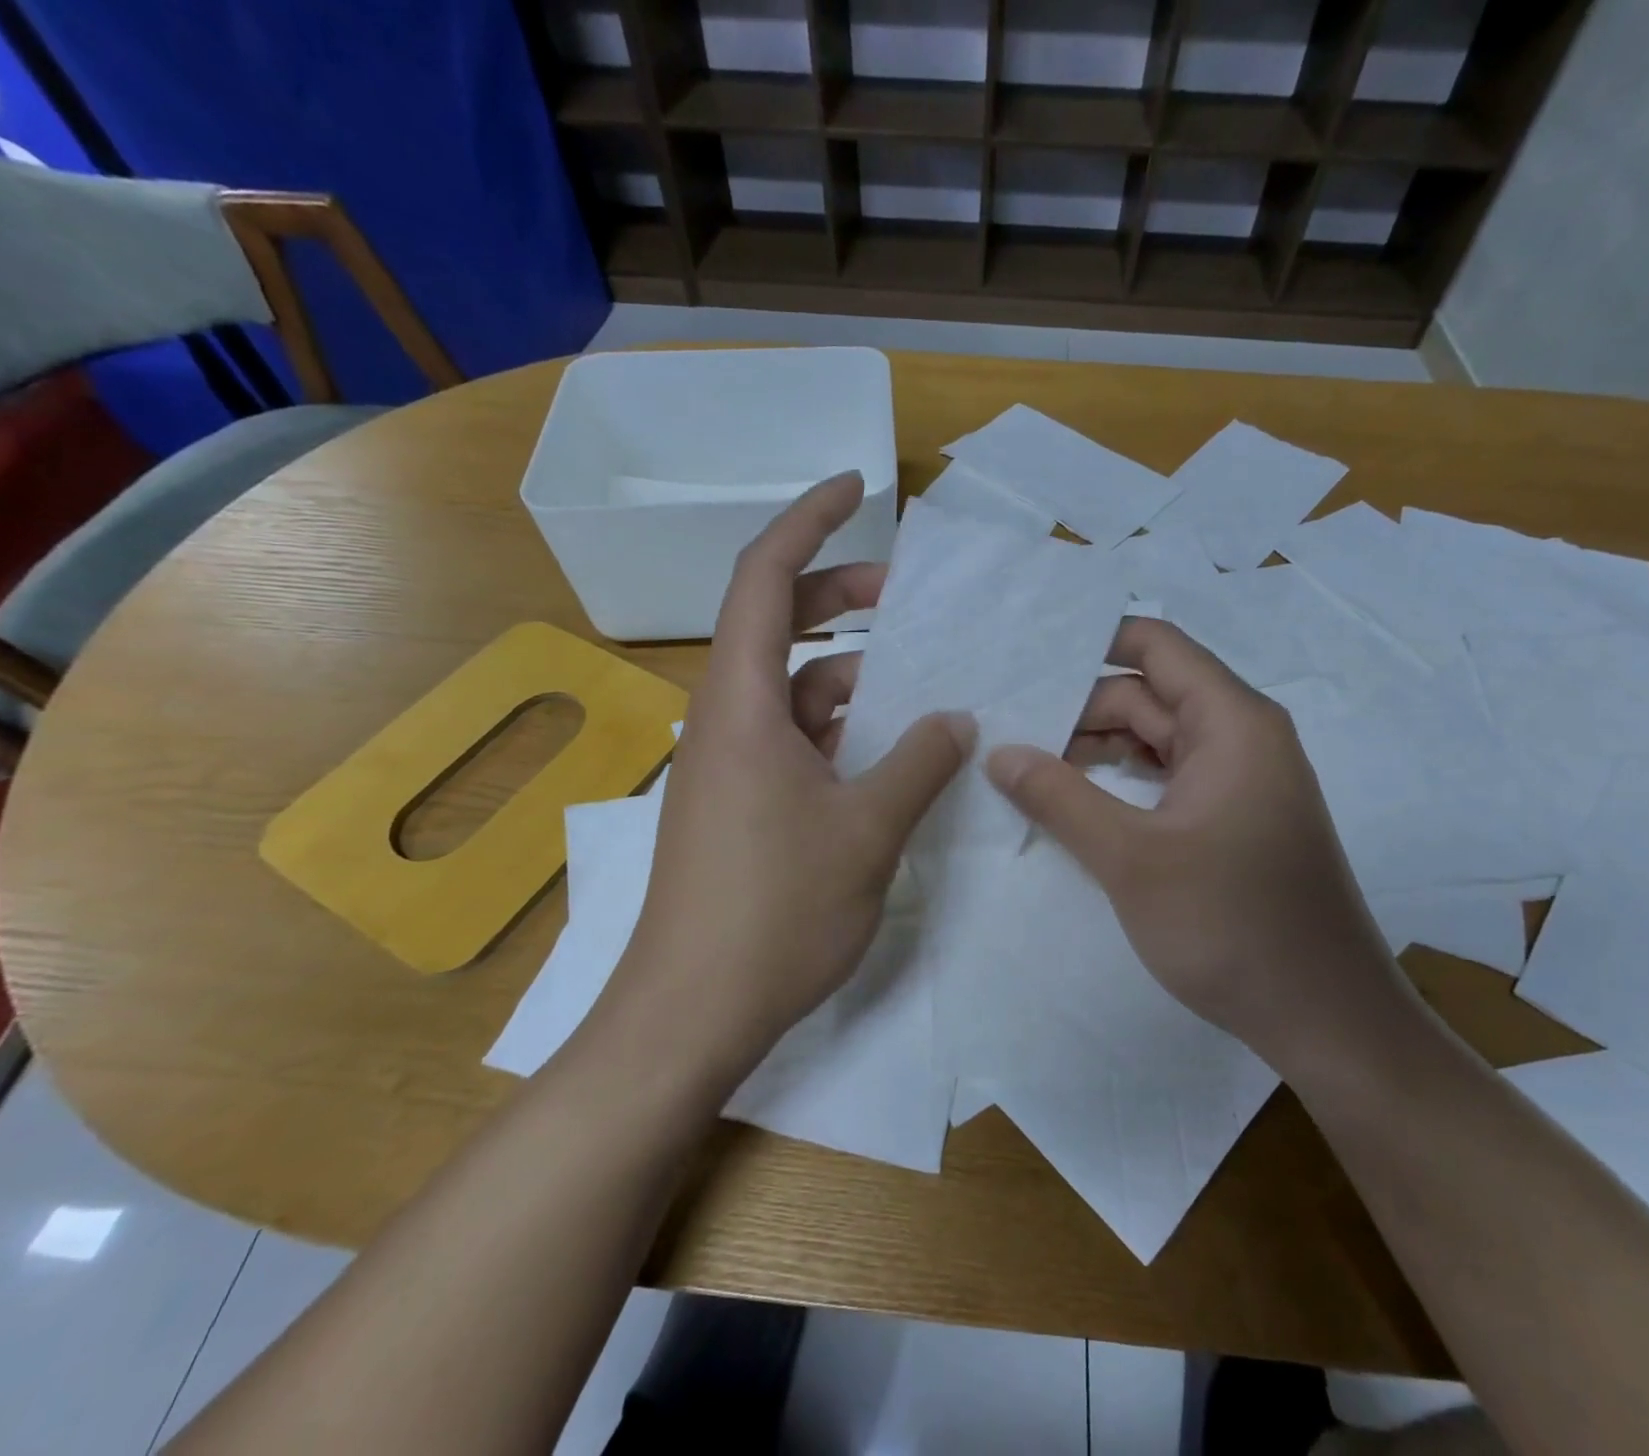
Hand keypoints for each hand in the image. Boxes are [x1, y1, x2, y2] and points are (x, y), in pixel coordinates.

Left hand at [605, 474, 972, 1072]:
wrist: (691, 1013)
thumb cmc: (774, 912)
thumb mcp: (867, 830)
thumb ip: (919, 762)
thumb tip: (956, 718)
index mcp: (743, 704)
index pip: (764, 577)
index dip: (808, 521)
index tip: (857, 488)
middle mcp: (728, 720)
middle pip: (778, 624)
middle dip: (841, 596)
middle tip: (910, 598)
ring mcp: (732, 765)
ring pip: (795, 689)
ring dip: (853, 675)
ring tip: (924, 681)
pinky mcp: (742, 805)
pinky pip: (798, 740)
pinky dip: (844, 729)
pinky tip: (894, 749)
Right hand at [985, 617, 1404, 1075]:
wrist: (1325, 1019)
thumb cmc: (1232, 925)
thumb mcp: (1131, 858)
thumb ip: (1059, 797)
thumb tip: (998, 752)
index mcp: (1231, 722)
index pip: (1155, 646)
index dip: (1090, 644)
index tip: (1026, 662)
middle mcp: (1240, 737)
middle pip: (1148, 694)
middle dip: (1078, 708)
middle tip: (1006, 731)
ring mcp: (1238, 781)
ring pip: (1154, 740)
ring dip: (1095, 747)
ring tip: (1026, 764)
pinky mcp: (1232, 820)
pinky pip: (1166, 779)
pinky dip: (1120, 781)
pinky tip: (1075, 801)